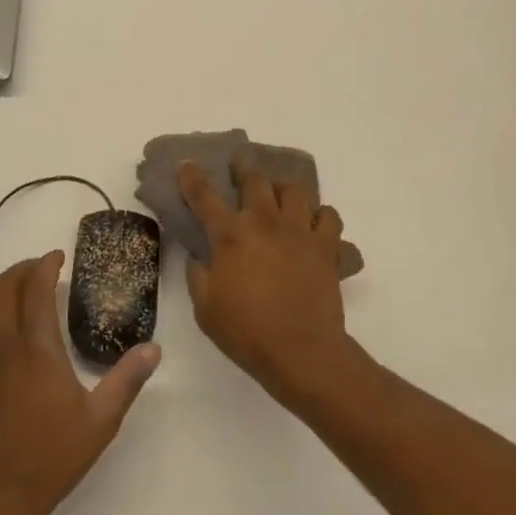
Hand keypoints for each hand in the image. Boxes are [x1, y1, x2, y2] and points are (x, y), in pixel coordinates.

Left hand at [0, 252, 159, 514]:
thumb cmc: (53, 456)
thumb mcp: (101, 419)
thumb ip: (127, 379)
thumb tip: (153, 348)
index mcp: (36, 349)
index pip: (35, 289)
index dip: (45, 266)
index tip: (58, 256)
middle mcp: (3, 346)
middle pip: (3, 288)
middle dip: (22, 269)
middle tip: (43, 267)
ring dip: (1, 286)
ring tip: (22, 286)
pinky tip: (2, 323)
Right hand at [179, 160, 353, 404]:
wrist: (301, 351)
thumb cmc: (246, 332)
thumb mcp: (204, 308)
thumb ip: (198, 275)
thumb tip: (200, 257)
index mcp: (230, 236)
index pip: (204, 196)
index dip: (192, 177)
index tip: (187, 164)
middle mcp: (264, 222)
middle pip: (255, 179)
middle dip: (244, 167)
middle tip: (240, 166)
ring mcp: (299, 231)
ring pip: (295, 190)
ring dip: (283, 188)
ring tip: (279, 196)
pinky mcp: (326, 246)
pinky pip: (328, 216)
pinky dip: (320, 215)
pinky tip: (312, 224)